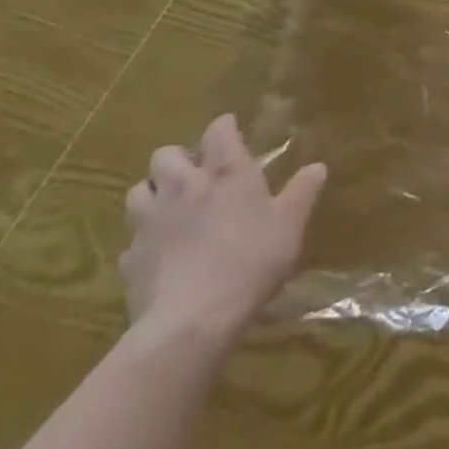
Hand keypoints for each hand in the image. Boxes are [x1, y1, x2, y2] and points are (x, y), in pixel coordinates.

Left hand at [119, 114, 326, 347]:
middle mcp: (183, 186)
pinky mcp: (130, 259)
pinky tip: (159, 257)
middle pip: (165, 154)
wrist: (192, 320)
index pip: (219, 130)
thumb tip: (318, 167)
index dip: (224, 127)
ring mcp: (151, 222)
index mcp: (225, 172)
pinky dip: (144, 242)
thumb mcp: (290, 225)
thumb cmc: (250, 261)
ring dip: (152, 194)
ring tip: (168, 209)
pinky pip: (131, 241)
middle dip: (177, 159)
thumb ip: (302, 192)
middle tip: (194, 175)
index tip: (231, 130)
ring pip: (138, 191)